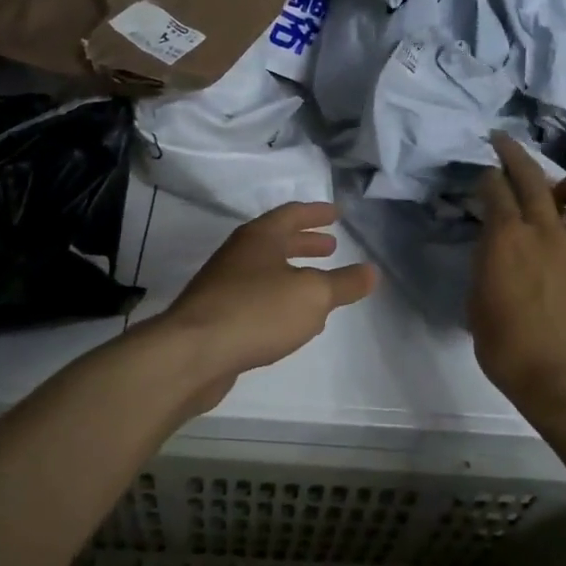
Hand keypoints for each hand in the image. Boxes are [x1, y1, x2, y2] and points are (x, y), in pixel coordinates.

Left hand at [153, 201, 375, 413]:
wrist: (193, 353)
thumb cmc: (257, 312)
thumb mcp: (312, 295)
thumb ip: (344, 283)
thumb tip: (372, 271)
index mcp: (260, 238)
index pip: (291, 214)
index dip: (316, 213)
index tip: (336, 213)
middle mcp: (239, 254)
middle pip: (276, 241)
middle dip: (304, 242)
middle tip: (330, 246)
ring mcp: (223, 284)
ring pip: (265, 270)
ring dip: (292, 272)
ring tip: (317, 283)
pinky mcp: (216, 315)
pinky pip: (255, 298)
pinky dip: (278, 299)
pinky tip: (291, 320)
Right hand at [469, 133, 565, 422]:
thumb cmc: (510, 350)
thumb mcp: (477, 307)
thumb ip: (485, 269)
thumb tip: (494, 254)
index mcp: (506, 239)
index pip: (495, 189)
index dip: (486, 177)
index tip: (482, 176)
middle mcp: (547, 230)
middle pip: (533, 176)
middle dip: (514, 153)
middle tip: (504, 142)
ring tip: (564, 193)